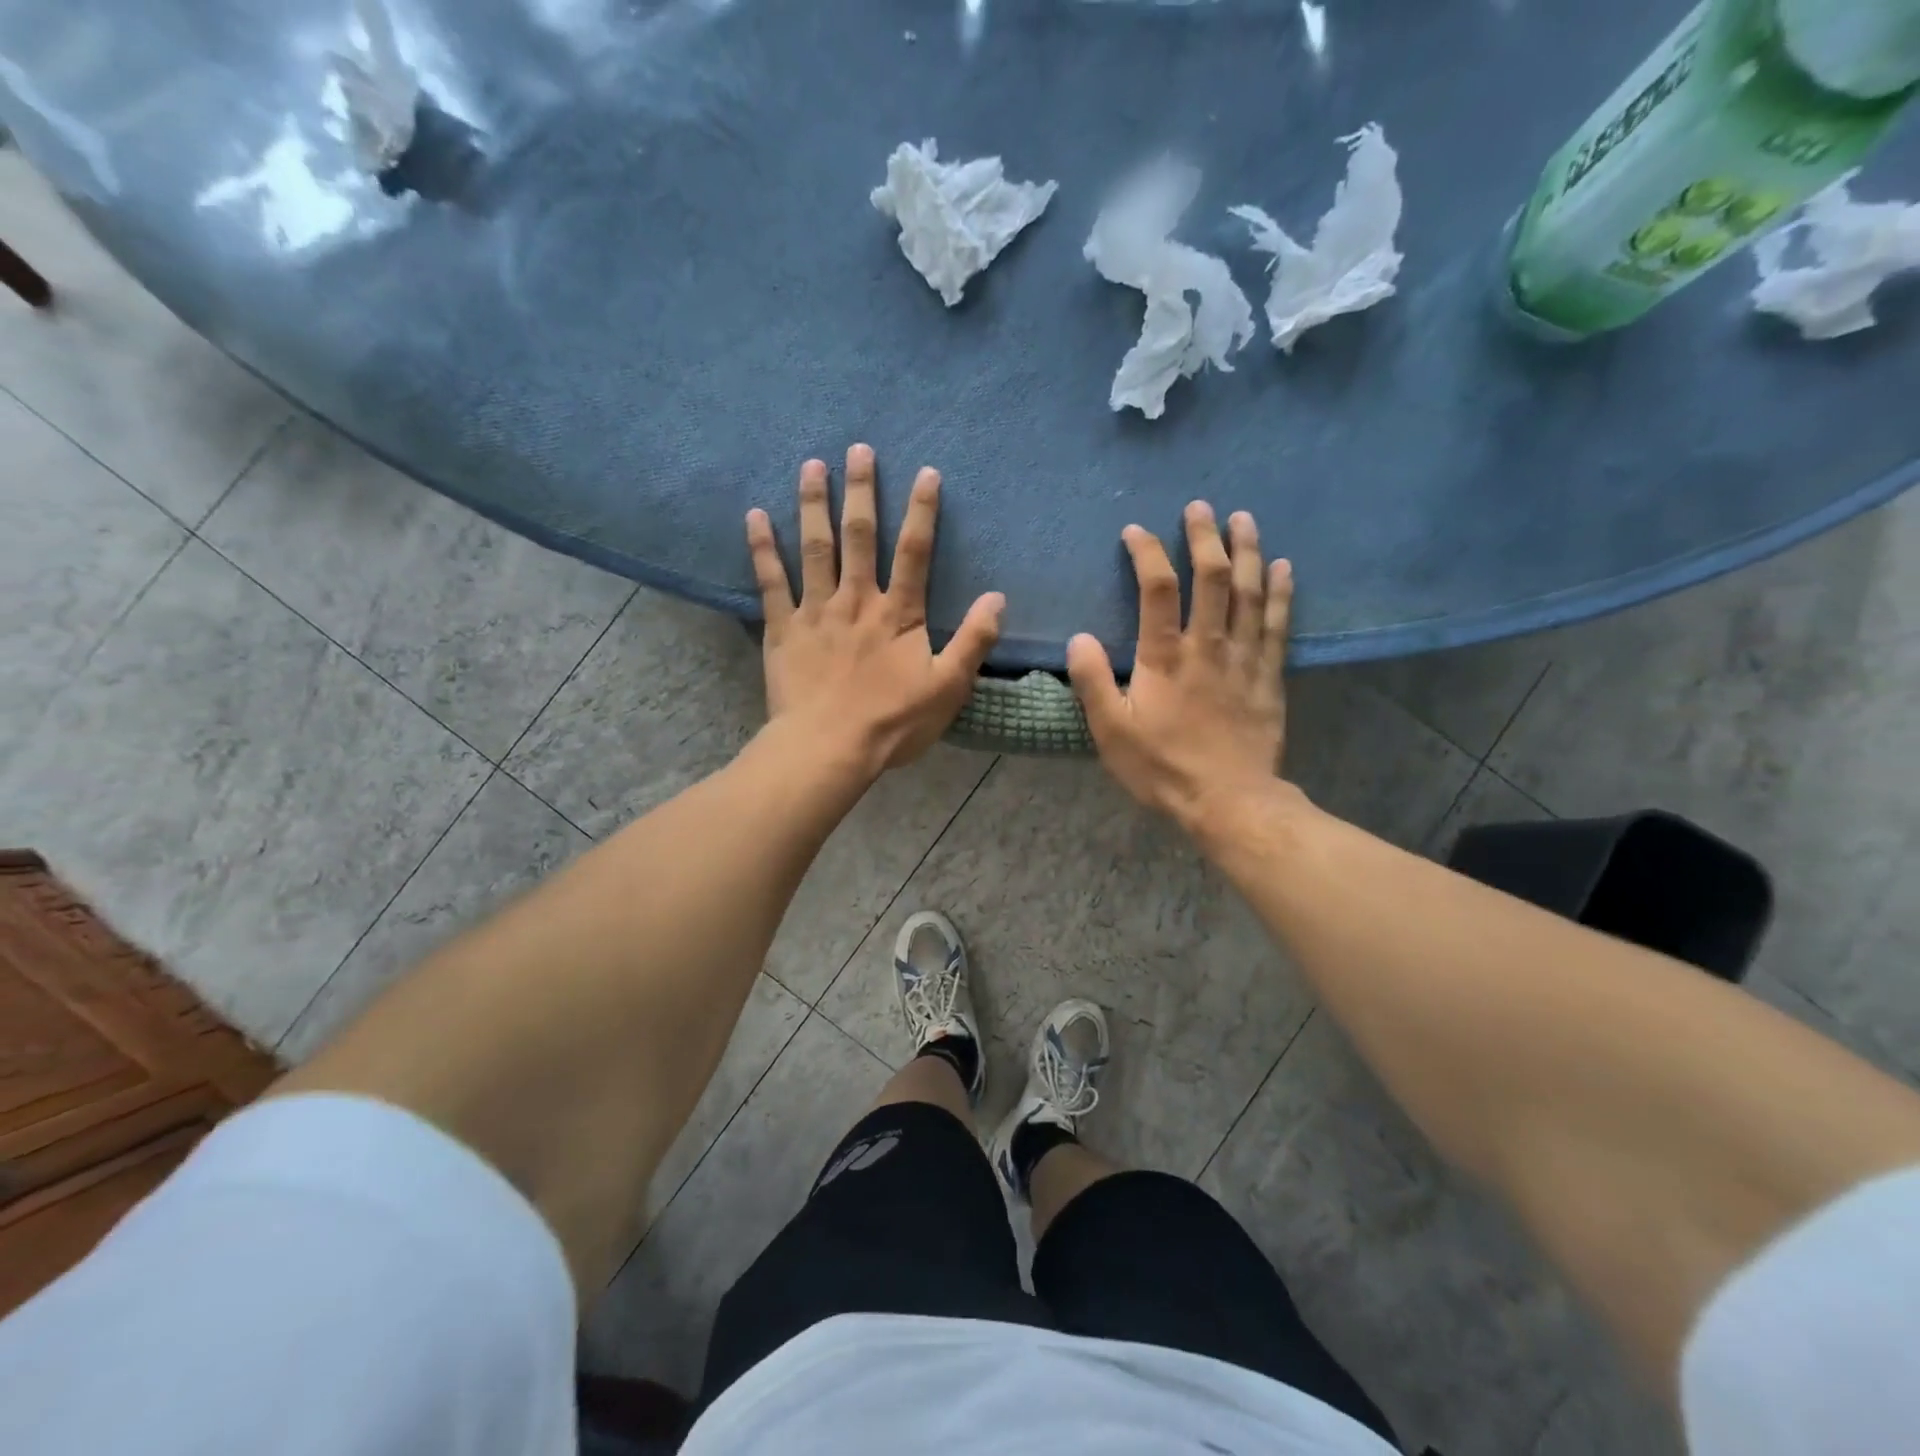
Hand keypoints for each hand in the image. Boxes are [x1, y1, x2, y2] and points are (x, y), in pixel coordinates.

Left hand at [747, 445, 1004, 777]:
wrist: (829, 748)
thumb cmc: (892, 722)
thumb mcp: (948, 688)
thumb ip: (973, 641)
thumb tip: (997, 597)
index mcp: (898, 614)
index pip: (915, 552)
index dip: (922, 511)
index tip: (926, 472)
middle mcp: (856, 600)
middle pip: (860, 536)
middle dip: (861, 491)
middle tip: (857, 449)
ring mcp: (816, 612)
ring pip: (815, 548)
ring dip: (813, 504)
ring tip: (811, 465)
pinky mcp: (783, 629)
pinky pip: (770, 582)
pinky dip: (762, 548)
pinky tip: (754, 515)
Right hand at [1068, 501, 1293, 832]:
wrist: (1228, 801)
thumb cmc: (1162, 767)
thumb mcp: (1111, 731)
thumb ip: (1092, 681)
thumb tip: (1079, 637)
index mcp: (1165, 656)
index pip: (1158, 588)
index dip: (1148, 553)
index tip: (1136, 530)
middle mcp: (1209, 645)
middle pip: (1212, 577)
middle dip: (1205, 537)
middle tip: (1200, 507)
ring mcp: (1244, 658)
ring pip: (1250, 592)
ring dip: (1247, 551)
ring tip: (1244, 518)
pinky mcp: (1269, 676)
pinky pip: (1278, 624)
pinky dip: (1281, 592)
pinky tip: (1282, 567)